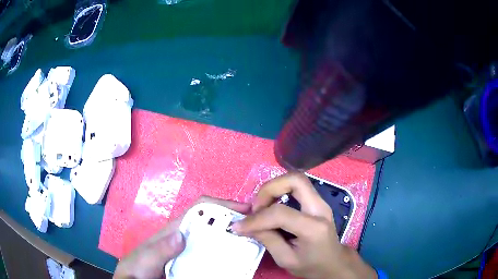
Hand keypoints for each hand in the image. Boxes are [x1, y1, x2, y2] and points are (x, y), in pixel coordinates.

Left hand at [113, 196, 250, 278]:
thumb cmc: (138, 267)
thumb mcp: (146, 258)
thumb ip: (160, 249)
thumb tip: (181, 235)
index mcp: (175, 229)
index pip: (200, 208)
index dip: (221, 204)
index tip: (245, 210)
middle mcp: (185, 236)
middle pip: (212, 222)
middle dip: (233, 220)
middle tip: (257, 229)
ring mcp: (190, 250)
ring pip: (215, 239)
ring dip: (233, 238)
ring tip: (252, 244)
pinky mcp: (193, 262)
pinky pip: (213, 255)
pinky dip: (225, 254)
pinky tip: (236, 261)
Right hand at [232, 173, 376, 278]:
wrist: (334, 263)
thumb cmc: (312, 266)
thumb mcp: (286, 260)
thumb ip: (267, 239)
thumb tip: (244, 225)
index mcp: (314, 228)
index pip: (281, 213)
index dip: (256, 218)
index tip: (239, 226)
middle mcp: (320, 208)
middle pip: (294, 180)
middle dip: (269, 189)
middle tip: (256, 207)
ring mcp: (320, 202)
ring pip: (295, 179)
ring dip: (274, 188)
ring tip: (261, 207)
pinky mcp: (316, 201)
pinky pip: (295, 187)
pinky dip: (279, 191)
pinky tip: (271, 206)